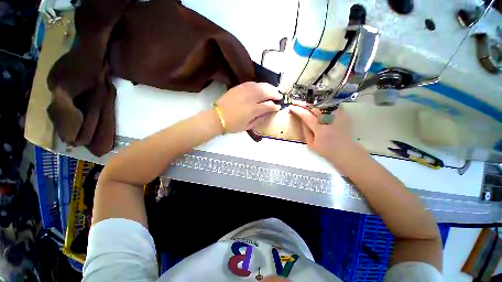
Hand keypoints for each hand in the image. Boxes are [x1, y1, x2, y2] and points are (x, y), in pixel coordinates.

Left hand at [216, 82, 281, 132]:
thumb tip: (268, 113)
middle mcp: (250, 98)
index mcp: (253, 110)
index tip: (278, 107)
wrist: (217, 117)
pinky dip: (258, 84)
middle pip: (266, 92)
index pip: (268, 105)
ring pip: (260, 86)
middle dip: (274, 93)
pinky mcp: (238, 87)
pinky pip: (251, 83)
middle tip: (279, 96)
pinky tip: (261, 87)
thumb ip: (259, 119)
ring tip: (273, 90)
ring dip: (268, 87)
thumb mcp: (248, 126)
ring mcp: (244, 91)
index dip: (274, 106)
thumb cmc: (233, 125)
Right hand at [289, 104, 358, 160]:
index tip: (291, 107)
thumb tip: (301, 120)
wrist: (346, 151)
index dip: (297, 110)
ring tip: (304, 102)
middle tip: (295, 102)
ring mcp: (338, 115)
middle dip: (303, 103)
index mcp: (320, 128)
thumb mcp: (311, 144)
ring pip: (322, 103)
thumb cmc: (326, 150)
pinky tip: (316, 105)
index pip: (306, 115)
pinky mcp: (343, 114)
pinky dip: (322, 104)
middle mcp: (329, 119)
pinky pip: (330, 105)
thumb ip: (305, 131)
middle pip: (314, 106)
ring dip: (312, 102)